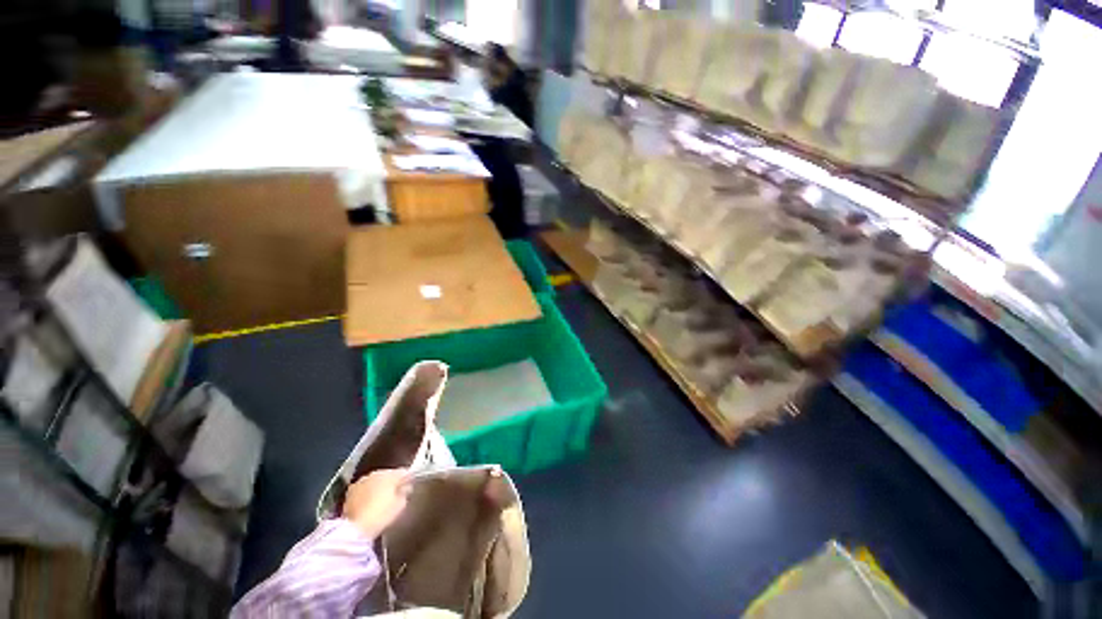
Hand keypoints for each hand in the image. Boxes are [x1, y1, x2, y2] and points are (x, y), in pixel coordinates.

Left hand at [342, 469, 410, 539]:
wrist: (355, 528)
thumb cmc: (381, 515)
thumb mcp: (400, 505)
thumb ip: (405, 493)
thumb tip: (405, 488)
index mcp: (390, 474)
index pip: (403, 472)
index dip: (408, 478)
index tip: (410, 486)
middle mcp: (375, 473)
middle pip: (388, 474)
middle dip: (392, 482)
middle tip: (396, 493)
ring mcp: (361, 481)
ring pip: (375, 480)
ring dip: (378, 486)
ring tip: (381, 498)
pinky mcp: (350, 491)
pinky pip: (364, 488)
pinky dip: (367, 492)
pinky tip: (369, 502)